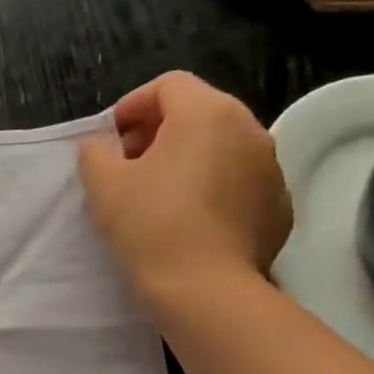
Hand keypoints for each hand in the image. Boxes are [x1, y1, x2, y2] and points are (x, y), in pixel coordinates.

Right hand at [78, 72, 291, 304]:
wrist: (205, 287)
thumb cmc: (149, 225)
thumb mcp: (102, 184)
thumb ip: (96, 152)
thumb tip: (103, 146)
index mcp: (207, 114)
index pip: (168, 85)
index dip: (132, 105)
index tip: (110, 138)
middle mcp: (249, 128)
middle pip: (199, 111)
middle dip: (158, 130)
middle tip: (127, 164)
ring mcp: (270, 166)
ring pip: (220, 145)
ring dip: (186, 157)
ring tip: (156, 193)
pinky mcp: (278, 202)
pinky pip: (238, 179)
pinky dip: (211, 185)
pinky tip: (187, 219)